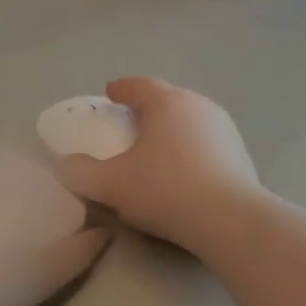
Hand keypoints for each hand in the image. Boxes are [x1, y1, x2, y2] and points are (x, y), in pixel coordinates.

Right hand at [51, 79, 261, 256]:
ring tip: (157, 148)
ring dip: (173, 129)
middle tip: (131, 122)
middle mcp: (200, 106)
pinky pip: (208, 144)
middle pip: (169, 100)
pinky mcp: (241, 155)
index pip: (140, 85)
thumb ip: (82, 172)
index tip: (110, 94)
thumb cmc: (165, 191)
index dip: (122, 89)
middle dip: (148, 108)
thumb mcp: (112, 184)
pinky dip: (192, 150)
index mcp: (167, 102)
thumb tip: (64, 165)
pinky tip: (185, 171)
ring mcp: (225, 129)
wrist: (229, 220)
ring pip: (191, 121)